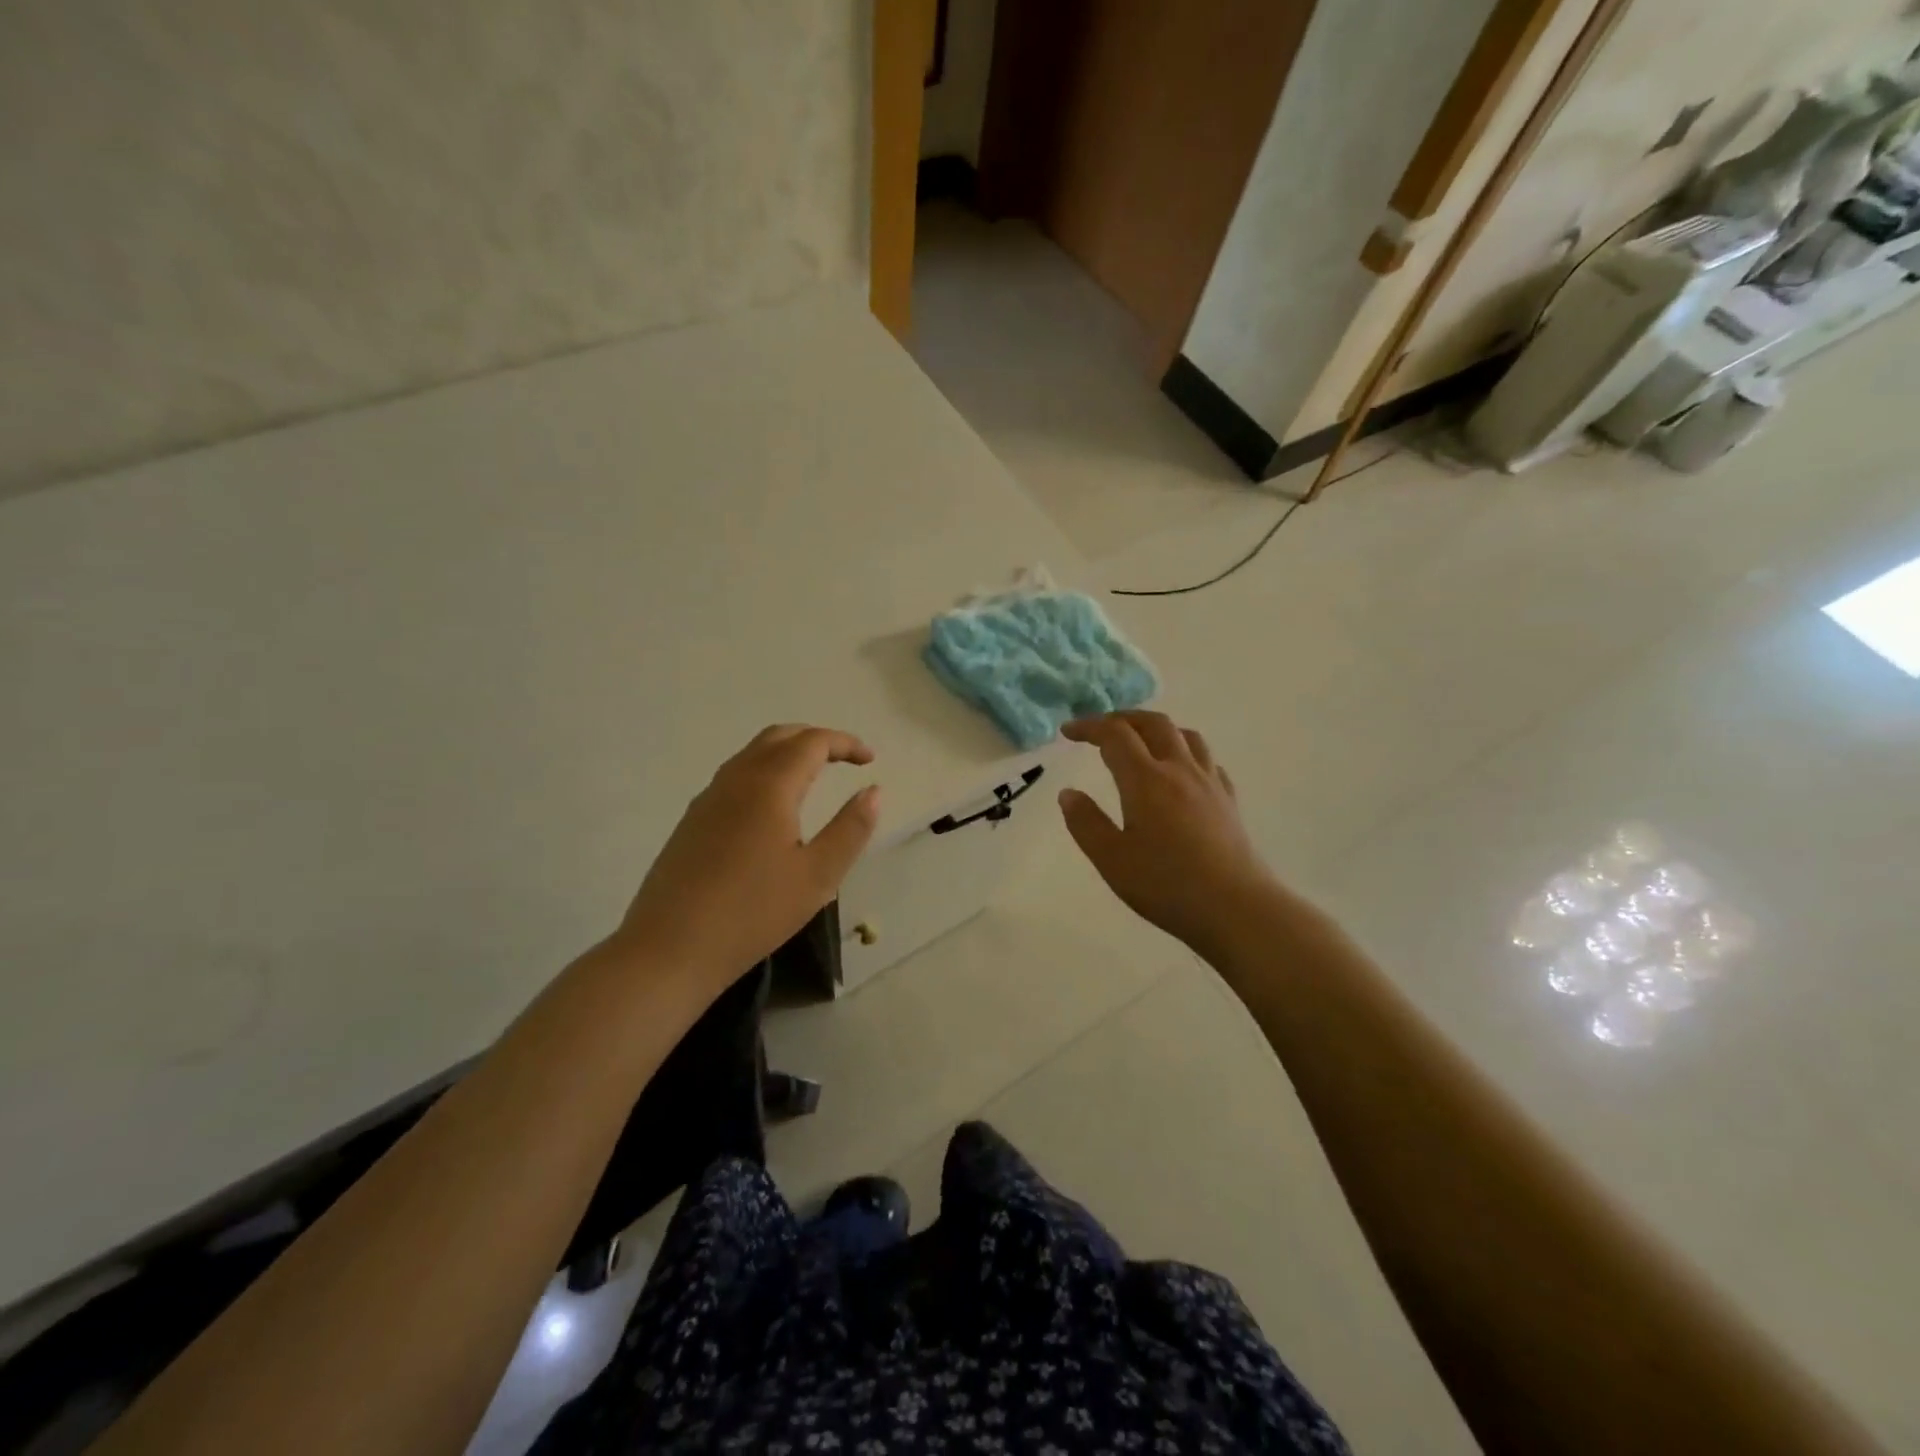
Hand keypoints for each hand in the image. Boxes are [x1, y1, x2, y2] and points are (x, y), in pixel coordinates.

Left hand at [615, 725, 880, 994]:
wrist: (669, 949)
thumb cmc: (753, 913)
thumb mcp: (818, 876)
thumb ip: (850, 829)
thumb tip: (873, 791)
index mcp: (769, 786)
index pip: (812, 742)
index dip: (844, 743)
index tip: (869, 759)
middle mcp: (735, 780)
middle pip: (778, 737)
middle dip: (815, 739)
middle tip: (844, 758)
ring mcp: (707, 799)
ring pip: (751, 755)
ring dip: (787, 753)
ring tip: (814, 776)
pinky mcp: (692, 821)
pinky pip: (734, 777)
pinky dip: (764, 772)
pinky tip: (773, 808)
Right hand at [1058, 711, 1275, 952]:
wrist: (1236, 908)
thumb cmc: (1166, 885)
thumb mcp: (1111, 859)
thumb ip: (1085, 823)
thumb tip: (1068, 793)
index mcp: (1146, 780)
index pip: (1114, 735)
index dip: (1089, 727)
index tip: (1068, 732)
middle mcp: (1179, 770)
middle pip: (1153, 724)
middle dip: (1123, 718)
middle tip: (1101, 728)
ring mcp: (1209, 783)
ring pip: (1185, 735)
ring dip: (1158, 729)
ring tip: (1142, 741)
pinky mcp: (1228, 800)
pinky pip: (1207, 760)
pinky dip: (1186, 752)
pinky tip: (1182, 771)